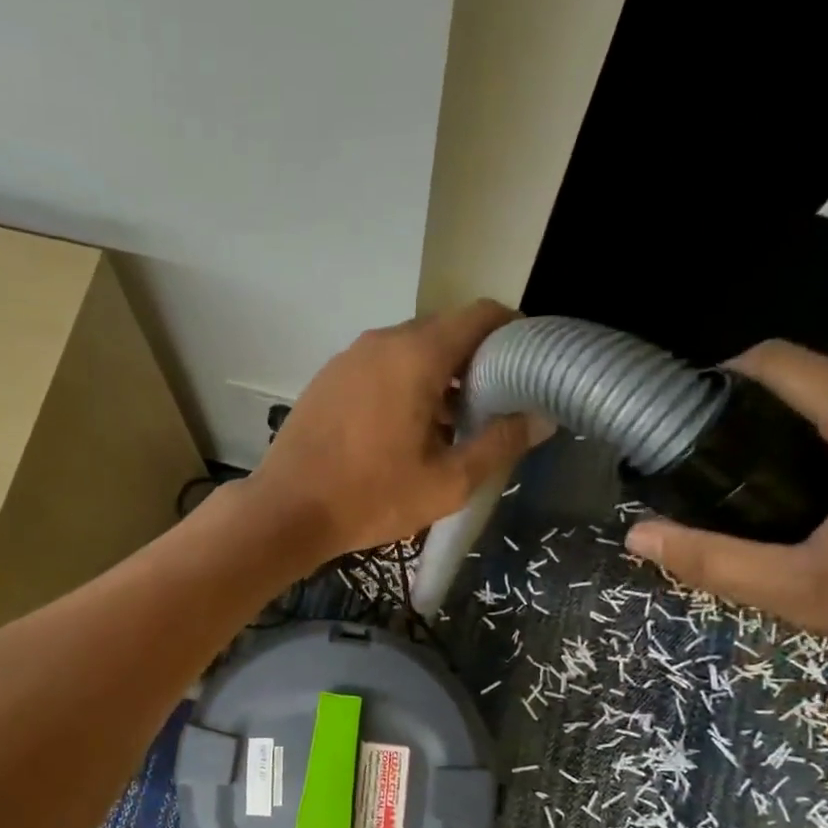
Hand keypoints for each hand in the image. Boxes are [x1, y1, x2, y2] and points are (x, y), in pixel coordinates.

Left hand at [243, 300, 550, 563]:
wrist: (285, 511)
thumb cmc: (370, 498)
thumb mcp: (447, 482)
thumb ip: (500, 443)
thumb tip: (542, 418)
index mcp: (416, 354)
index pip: (480, 315)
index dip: (513, 333)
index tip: (528, 366)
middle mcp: (381, 342)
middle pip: (444, 331)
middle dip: (475, 361)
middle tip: (493, 405)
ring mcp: (347, 358)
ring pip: (408, 351)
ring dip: (437, 376)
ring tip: (450, 425)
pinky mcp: (326, 380)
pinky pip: (377, 368)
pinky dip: (402, 384)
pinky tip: (403, 430)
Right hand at [624, 341, 827, 683]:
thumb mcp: (807, 593)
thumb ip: (714, 560)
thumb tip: (637, 536)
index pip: (783, 361)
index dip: (725, 378)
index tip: (691, 417)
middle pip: (825, 388)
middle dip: (772, 427)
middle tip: (738, 486)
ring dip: (826, 443)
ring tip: (798, 504)